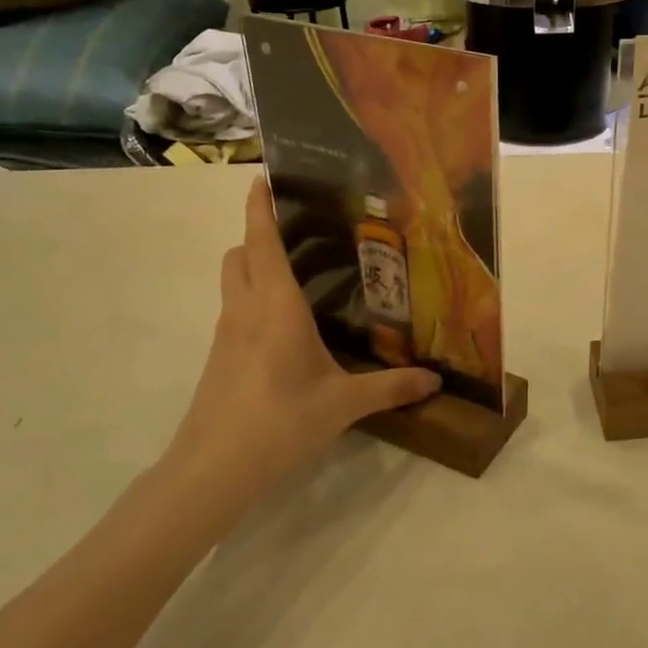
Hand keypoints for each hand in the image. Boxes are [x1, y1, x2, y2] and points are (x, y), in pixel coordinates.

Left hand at [160, 178, 440, 523]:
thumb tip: (435, 380)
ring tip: (296, 272)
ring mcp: (226, 334)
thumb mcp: (343, 404)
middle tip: (298, 231)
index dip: (260, 206)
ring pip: (233, 281)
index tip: (263, 176)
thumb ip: (391, 387)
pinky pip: (234, 309)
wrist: (212, 470)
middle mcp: (246, 309)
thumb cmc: (279, 422)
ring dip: (253, 264)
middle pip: (240, 253)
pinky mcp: (219, 358)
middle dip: (259, 233)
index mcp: (276, 306)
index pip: (262, 241)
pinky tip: (284, 324)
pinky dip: (252, 298)